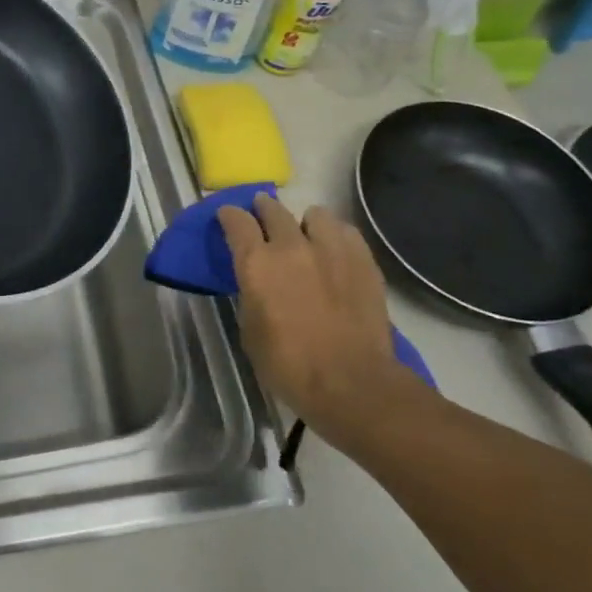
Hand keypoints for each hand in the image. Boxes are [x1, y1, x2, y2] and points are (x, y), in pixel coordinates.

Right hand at [218, 194, 425, 449]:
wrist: (351, 382)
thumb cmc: (289, 365)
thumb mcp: (251, 330)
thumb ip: (251, 295)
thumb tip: (257, 283)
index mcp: (256, 263)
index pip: (237, 221)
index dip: (229, 215)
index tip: (227, 216)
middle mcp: (291, 246)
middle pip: (273, 209)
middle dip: (263, 209)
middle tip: (262, 215)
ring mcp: (331, 249)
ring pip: (315, 214)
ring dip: (305, 222)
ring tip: (306, 235)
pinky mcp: (363, 260)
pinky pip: (346, 232)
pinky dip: (336, 236)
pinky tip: (335, 251)